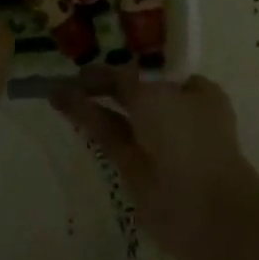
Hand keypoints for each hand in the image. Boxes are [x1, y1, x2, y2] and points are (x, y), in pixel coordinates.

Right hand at [51, 66, 258, 259]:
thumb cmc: (186, 137)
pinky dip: (88, 119)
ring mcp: (156, 143)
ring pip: (119, 115)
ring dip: (91, 100)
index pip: (158, 69)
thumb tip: (100, 73)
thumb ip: (123, 80)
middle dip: (106, 82)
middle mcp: (177, 114)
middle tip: (73, 72)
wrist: (200, 206)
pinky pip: (109, 136)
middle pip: (136, 92)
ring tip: (58, 87)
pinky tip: (63, 103)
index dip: (129, 61)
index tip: (100, 53)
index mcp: (195, 91)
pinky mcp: (134, 167)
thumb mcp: (153, 95)